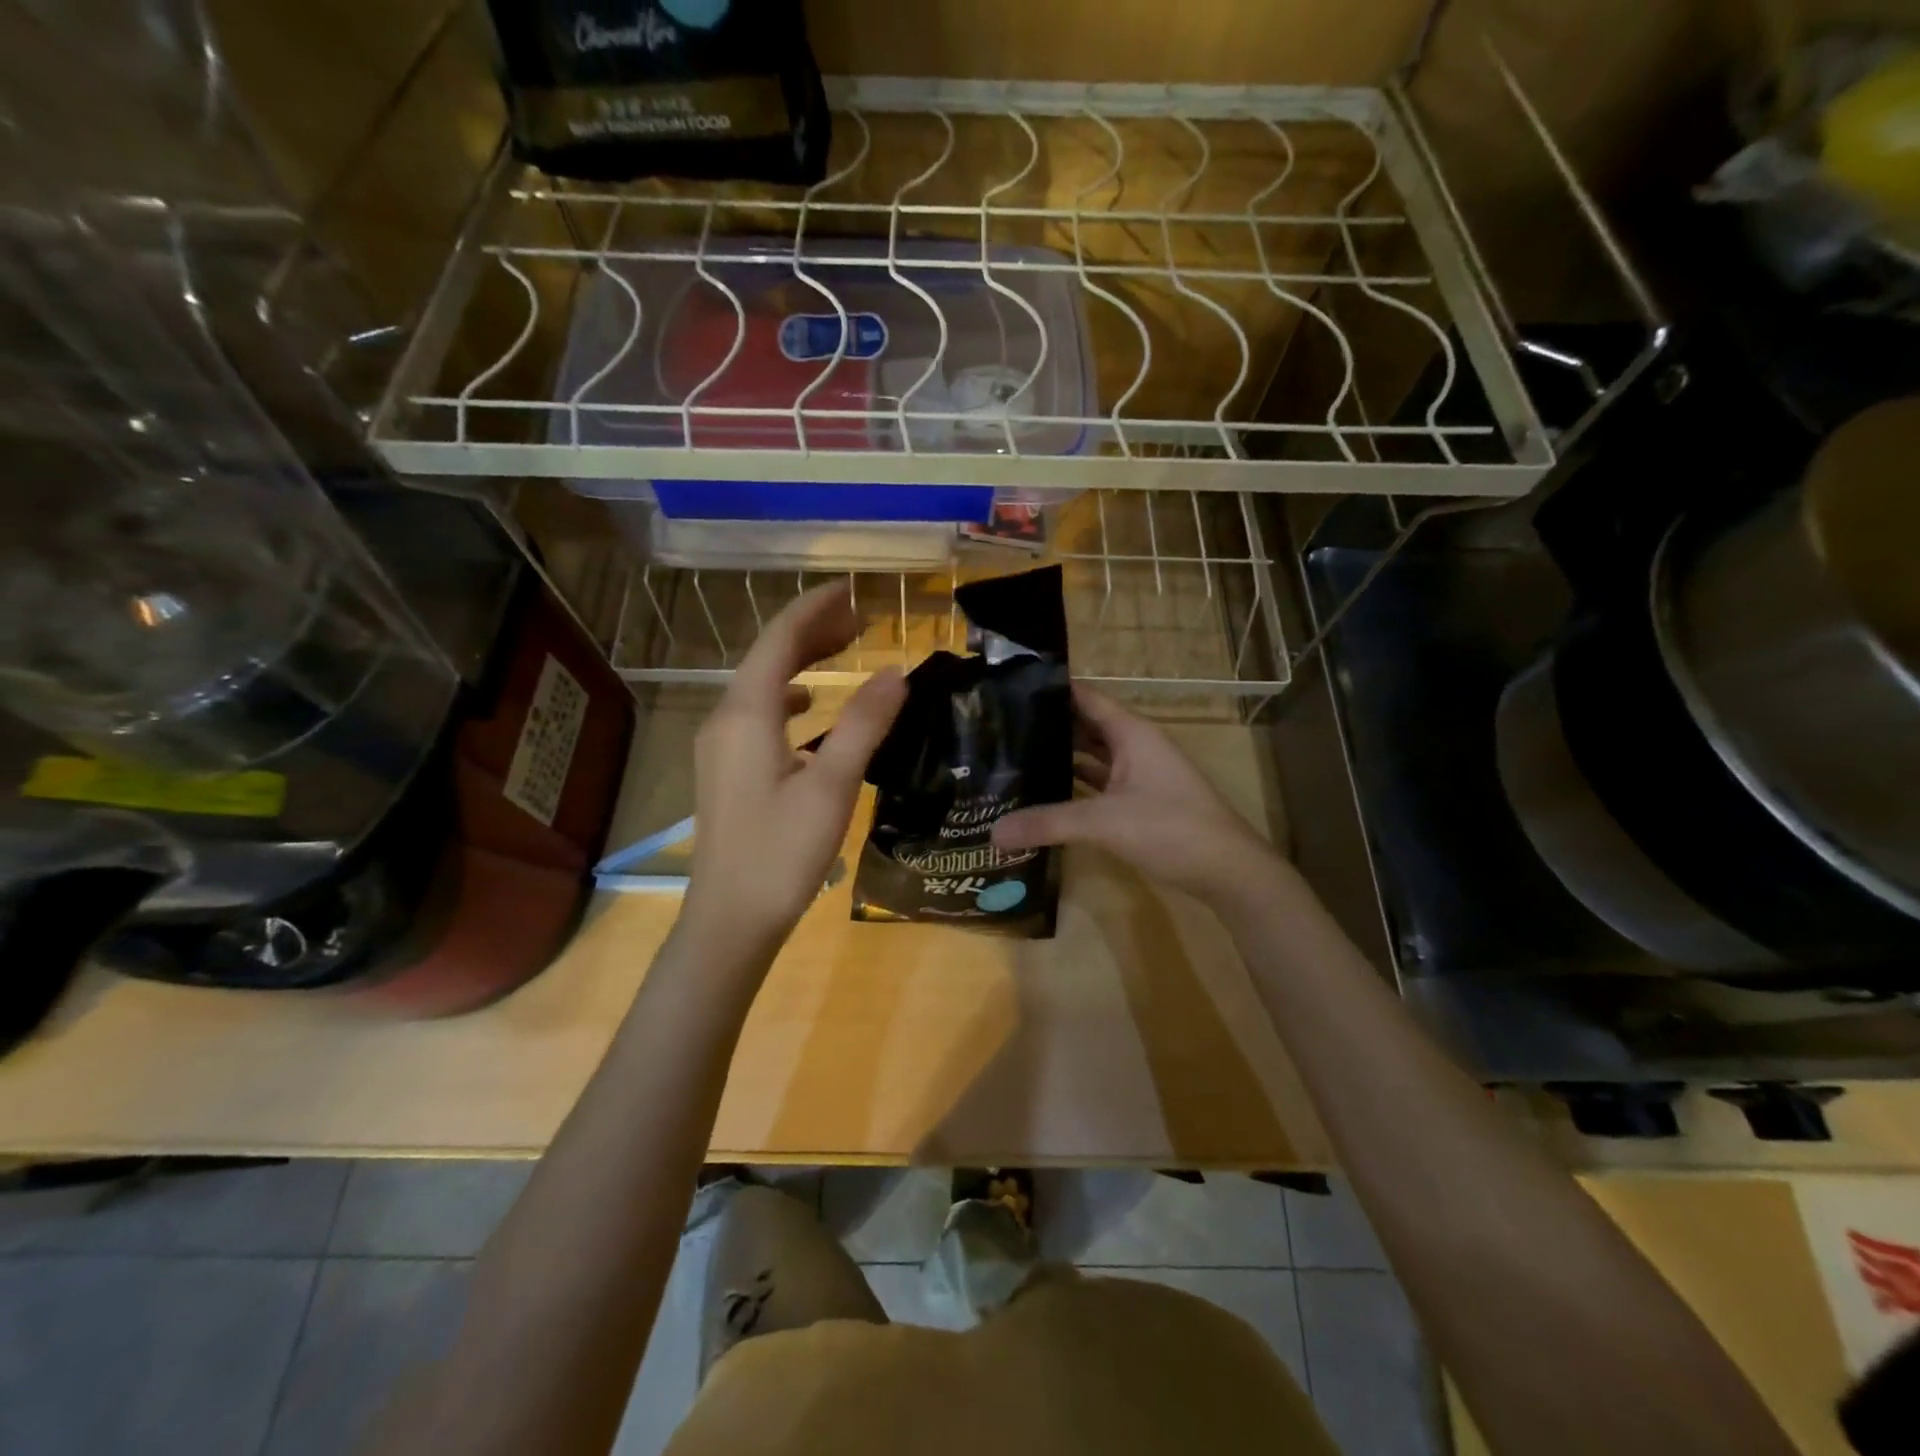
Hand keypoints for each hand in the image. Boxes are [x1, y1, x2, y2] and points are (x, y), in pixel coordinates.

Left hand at [684, 584, 905, 951]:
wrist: (730, 920)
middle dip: (811, 631)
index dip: (814, 609)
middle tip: (859, 618)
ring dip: (800, 661)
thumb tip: (895, 672)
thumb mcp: (831, 786)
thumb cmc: (782, 853)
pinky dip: (789, 697)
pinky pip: (759, 713)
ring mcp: (720, 746)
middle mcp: (725, 719)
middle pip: (767, 656)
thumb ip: (863, 724)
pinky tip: (810, 709)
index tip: (851, 591)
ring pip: (762, 685)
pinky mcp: (726, 770)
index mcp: (746, 714)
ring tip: (843, 650)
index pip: (779, 639)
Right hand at [991, 683, 1279, 906]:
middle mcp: (1135, 746)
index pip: (1085, 697)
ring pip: (1092, 756)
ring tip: (1014, 757)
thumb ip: (1048, 824)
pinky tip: (1045, 793)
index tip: (1008, 689)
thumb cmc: (1172, 829)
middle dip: (1048, 725)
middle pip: (1085, 726)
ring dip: (1061, 757)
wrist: (1228, 871)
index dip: (1051, 689)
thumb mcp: (1104, 823)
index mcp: (1131, 733)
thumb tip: (993, 832)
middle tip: (999, 728)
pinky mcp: (1139, 802)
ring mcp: (1139, 775)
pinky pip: (1099, 784)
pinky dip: (1075, 786)